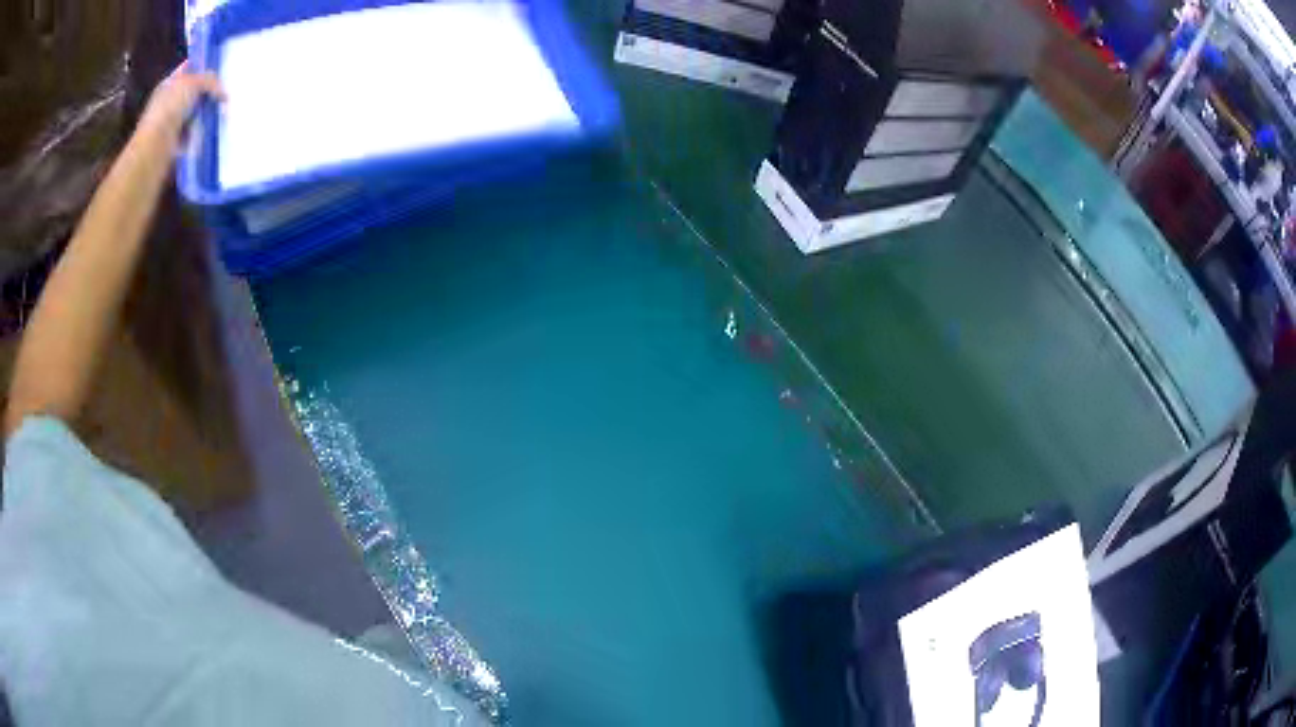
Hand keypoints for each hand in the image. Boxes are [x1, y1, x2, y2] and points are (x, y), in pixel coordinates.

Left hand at [137, 63, 224, 146]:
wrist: (156, 146)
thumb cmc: (170, 108)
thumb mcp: (193, 82)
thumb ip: (210, 81)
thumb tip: (224, 93)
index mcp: (168, 84)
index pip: (188, 70)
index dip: (203, 68)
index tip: (218, 70)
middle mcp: (168, 102)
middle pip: (193, 93)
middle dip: (206, 93)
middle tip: (221, 93)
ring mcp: (170, 123)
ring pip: (194, 113)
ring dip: (205, 114)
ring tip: (219, 113)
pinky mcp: (174, 142)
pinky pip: (192, 134)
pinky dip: (200, 133)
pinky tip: (209, 130)